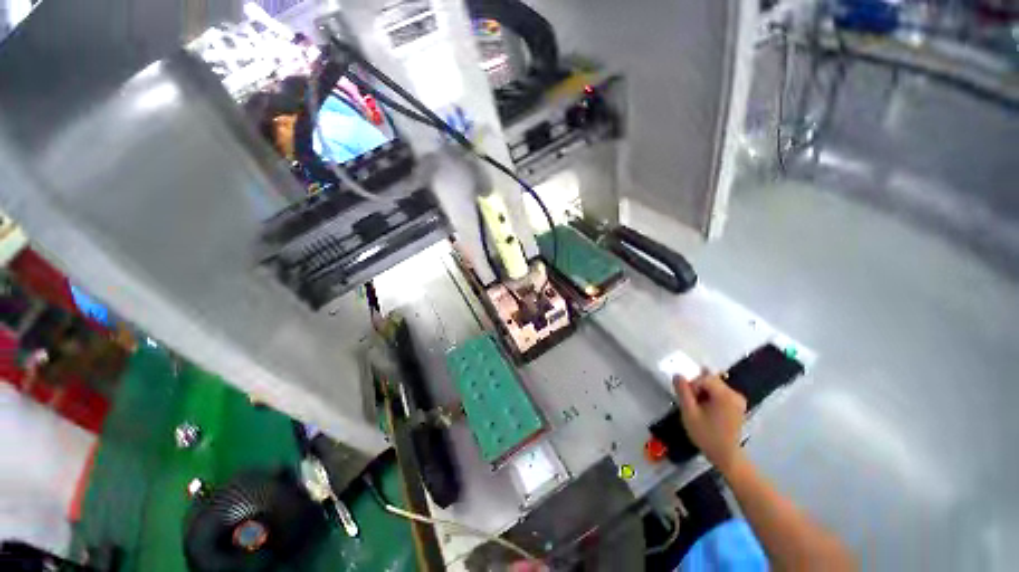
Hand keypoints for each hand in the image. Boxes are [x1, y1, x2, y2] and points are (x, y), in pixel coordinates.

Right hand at [674, 371, 746, 472]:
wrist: (726, 456)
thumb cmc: (707, 435)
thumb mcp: (689, 414)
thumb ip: (683, 392)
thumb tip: (678, 375)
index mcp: (725, 395)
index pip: (704, 378)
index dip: (691, 384)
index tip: (686, 398)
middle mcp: (735, 394)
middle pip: (710, 379)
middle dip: (697, 386)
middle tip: (690, 402)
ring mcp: (738, 399)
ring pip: (714, 384)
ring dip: (703, 391)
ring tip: (697, 406)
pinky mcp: (737, 404)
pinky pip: (720, 391)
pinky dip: (710, 395)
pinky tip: (705, 407)